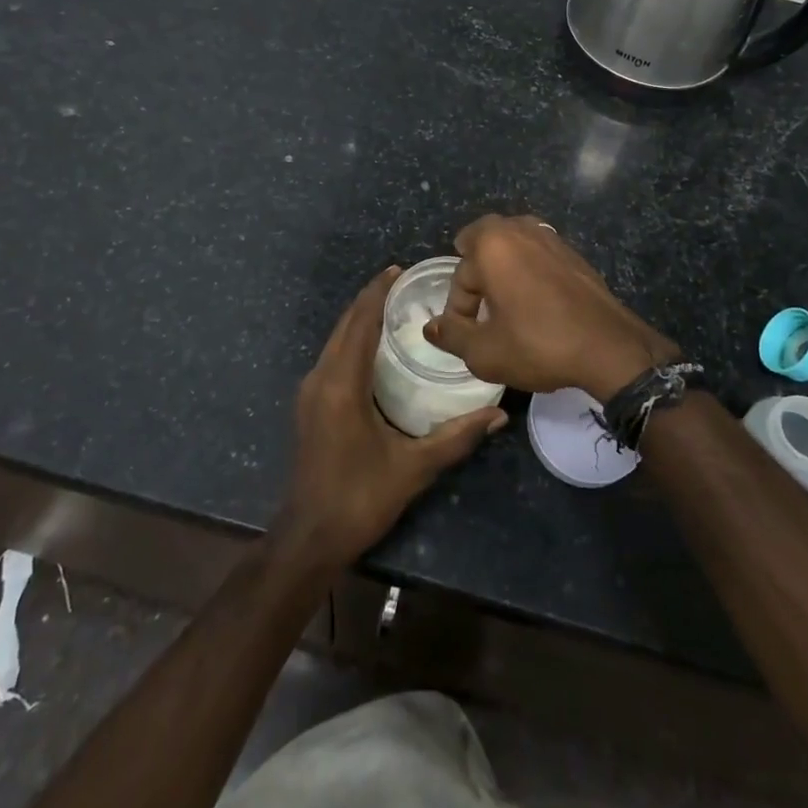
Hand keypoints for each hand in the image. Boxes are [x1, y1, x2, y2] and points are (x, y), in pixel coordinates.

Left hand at [271, 266, 507, 573]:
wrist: (309, 538)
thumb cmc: (360, 498)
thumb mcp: (413, 468)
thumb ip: (457, 437)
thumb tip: (499, 413)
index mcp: (342, 384)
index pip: (360, 322)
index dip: (377, 292)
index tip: (399, 269)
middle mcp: (321, 378)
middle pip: (345, 324)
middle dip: (371, 299)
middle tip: (405, 284)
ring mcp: (310, 391)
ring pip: (336, 339)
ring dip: (361, 318)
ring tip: (395, 307)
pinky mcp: (310, 403)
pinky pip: (333, 355)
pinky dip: (353, 339)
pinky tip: (377, 346)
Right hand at [424, 215, 679, 402]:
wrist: (609, 347)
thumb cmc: (539, 344)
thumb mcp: (484, 352)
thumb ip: (451, 335)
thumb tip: (431, 327)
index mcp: (493, 244)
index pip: (460, 273)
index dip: (459, 307)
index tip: (468, 333)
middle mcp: (520, 229)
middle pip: (484, 243)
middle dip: (476, 272)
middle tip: (481, 308)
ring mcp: (551, 236)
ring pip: (513, 245)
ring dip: (503, 269)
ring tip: (506, 305)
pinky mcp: (573, 252)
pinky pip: (538, 254)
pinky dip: (530, 272)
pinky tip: (538, 304)